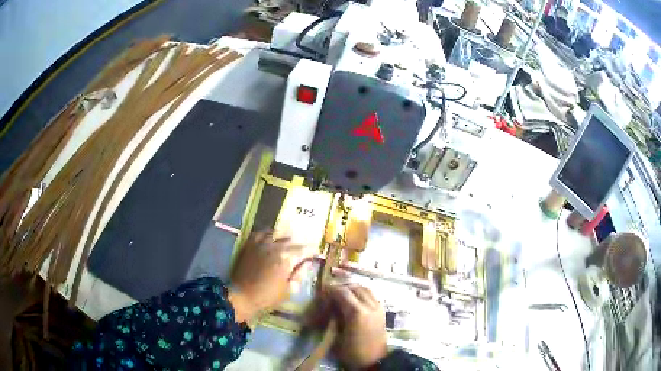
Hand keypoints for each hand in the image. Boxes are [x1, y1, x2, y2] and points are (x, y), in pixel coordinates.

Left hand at [229, 231, 312, 322]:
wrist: (242, 295)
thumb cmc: (267, 296)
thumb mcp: (289, 290)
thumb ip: (299, 274)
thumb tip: (307, 263)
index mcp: (286, 259)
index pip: (304, 250)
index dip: (313, 251)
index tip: (318, 253)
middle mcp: (274, 247)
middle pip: (291, 240)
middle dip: (300, 245)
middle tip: (304, 250)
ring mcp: (260, 244)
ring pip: (276, 234)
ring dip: (284, 238)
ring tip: (288, 242)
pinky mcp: (250, 245)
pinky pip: (260, 233)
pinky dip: (267, 234)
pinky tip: (270, 237)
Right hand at [328, 284, 387, 369]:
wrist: (373, 360)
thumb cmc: (351, 351)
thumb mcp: (338, 334)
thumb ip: (335, 316)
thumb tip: (329, 304)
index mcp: (356, 313)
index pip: (343, 292)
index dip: (332, 289)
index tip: (323, 291)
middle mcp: (369, 306)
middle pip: (355, 288)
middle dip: (342, 288)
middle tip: (332, 293)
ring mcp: (378, 308)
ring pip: (365, 289)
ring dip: (353, 289)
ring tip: (343, 294)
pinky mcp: (382, 311)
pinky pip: (371, 295)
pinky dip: (361, 293)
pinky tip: (354, 300)